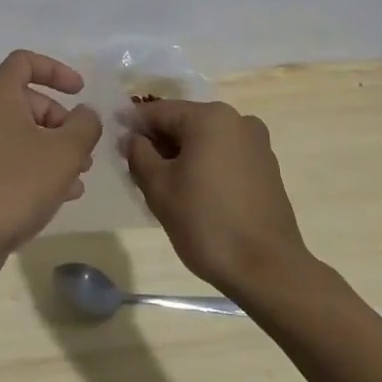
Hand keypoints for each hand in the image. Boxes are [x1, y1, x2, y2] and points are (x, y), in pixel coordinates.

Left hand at [0, 50, 103, 283]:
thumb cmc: (16, 185)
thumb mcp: (65, 153)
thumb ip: (84, 125)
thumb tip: (85, 114)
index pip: (24, 61)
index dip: (56, 70)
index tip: (80, 91)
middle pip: (28, 101)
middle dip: (61, 122)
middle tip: (83, 151)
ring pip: (21, 133)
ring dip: (53, 148)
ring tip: (79, 177)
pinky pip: (9, 157)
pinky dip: (35, 166)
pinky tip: (60, 195)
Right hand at [121, 100, 309, 295]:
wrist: (268, 270)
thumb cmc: (206, 223)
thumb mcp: (158, 187)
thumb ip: (138, 153)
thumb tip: (132, 138)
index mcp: (210, 117)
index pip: (158, 111)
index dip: (132, 125)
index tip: (114, 141)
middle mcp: (237, 120)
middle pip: (184, 123)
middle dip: (158, 142)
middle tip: (136, 169)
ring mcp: (256, 144)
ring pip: (205, 140)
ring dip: (181, 155)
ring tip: (164, 185)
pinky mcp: (267, 168)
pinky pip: (225, 156)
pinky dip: (205, 166)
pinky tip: (194, 193)